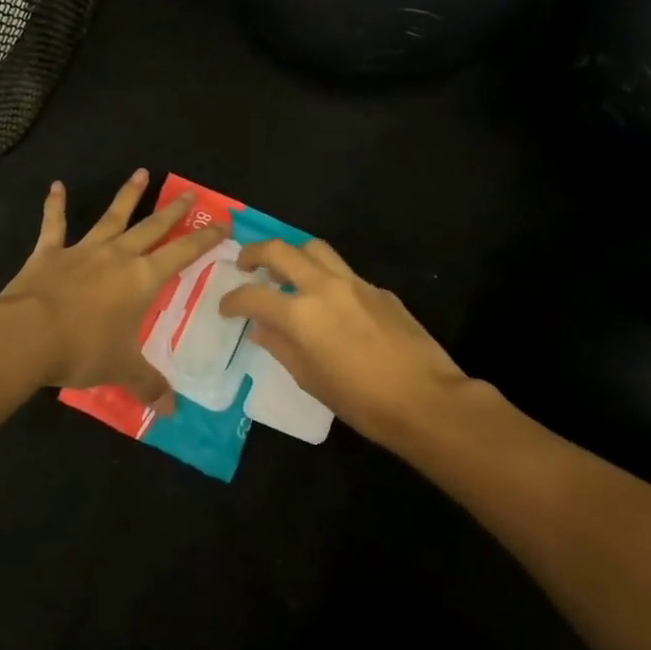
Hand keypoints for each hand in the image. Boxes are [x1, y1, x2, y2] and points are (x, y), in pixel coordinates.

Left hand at [0, 169, 227, 408]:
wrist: (28, 335)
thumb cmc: (84, 350)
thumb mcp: (122, 370)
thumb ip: (149, 385)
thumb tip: (173, 411)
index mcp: (142, 279)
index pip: (182, 254)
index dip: (204, 239)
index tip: (222, 223)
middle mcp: (118, 256)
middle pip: (152, 227)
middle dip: (173, 211)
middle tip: (190, 194)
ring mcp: (82, 250)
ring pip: (112, 217)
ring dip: (127, 195)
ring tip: (141, 174)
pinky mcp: (49, 252)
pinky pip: (54, 224)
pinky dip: (55, 205)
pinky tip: (55, 186)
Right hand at [219, 238, 475, 447]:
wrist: (425, 399)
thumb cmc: (361, 401)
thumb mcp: (310, 379)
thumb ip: (280, 346)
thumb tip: (261, 327)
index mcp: (300, 314)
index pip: (253, 296)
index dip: (232, 300)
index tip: (225, 307)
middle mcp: (324, 287)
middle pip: (281, 250)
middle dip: (255, 253)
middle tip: (245, 266)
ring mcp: (354, 283)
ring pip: (314, 248)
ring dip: (292, 254)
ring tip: (285, 271)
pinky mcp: (378, 290)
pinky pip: (343, 272)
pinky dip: (325, 277)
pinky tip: (328, 302)